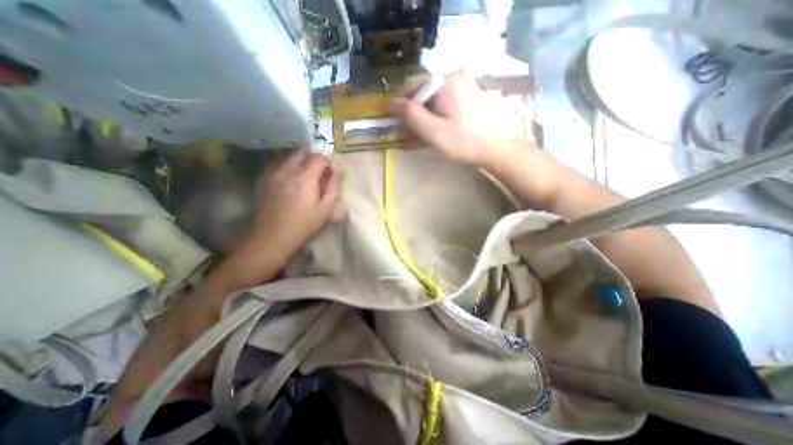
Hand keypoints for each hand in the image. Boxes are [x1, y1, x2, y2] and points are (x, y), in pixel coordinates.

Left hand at [248, 150, 339, 260]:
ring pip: (287, 155)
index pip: (319, 157)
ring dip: (299, 160)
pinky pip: (276, 163)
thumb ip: (333, 187)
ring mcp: (272, 173)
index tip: (329, 174)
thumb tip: (335, 172)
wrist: (272, 238)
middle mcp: (287, 170)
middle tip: (317, 173)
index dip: (327, 163)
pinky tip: (289, 177)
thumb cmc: (304, 226)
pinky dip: (285, 165)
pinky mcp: (263, 180)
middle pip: (301, 151)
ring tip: (303, 175)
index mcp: (305, 177)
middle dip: (312, 158)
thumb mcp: (326, 210)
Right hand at [389, 71, 521, 168]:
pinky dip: (436, 113)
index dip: (401, 103)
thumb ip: (411, 115)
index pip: (414, 84)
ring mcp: (464, 84)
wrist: (496, 148)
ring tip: (423, 133)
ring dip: (425, 113)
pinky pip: (445, 100)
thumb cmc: (463, 141)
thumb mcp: (433, 131)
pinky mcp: (469, 94)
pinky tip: (437, 127)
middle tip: (411, 131)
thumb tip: (391, 102)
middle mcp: (456, 75)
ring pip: (434, 96)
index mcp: (446, 80)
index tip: (396, 121)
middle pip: (424, 90)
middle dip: (414, 110)